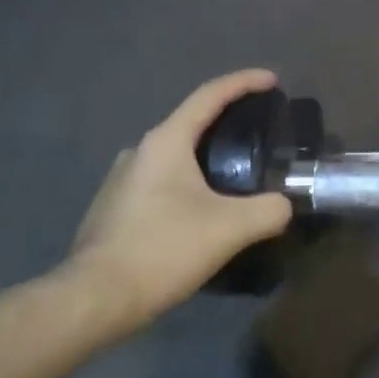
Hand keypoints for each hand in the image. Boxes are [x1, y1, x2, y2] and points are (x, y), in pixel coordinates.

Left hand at [67, 69, 293, 327]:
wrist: (94, 298)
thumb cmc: (162, 250)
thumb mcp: (228, 230)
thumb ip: (268, 211)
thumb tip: (284, 205)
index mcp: (166, 141)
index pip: (210, 95)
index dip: (243, 82)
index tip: (272, 80)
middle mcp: (140, 150)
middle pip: (192, 122)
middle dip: (227, 120)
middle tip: (260, 131)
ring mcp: (122, 179)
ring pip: (175, 155)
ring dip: (206, 156)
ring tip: (236, 174)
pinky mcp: (115, 207)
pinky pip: (161, 180)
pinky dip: (187, 181)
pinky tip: (201, 209)